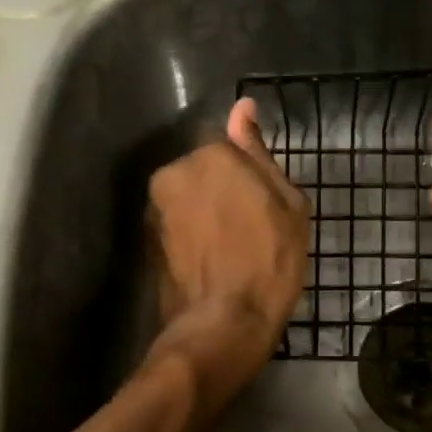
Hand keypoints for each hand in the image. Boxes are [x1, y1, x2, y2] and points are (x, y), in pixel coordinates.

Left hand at [146, 98, 309, 405]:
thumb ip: (259, 153)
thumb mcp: (287, 205)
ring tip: (229, 252)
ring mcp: (155, 207)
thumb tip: (242, 107)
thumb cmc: (269, 263)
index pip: (232, 150)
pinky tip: (210, 263)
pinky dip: (190, 237)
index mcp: (212, 155)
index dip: (250, 180)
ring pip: (189, 199)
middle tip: (249, 231)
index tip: (263, 208)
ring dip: (205, 215)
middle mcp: (174, 171)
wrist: (222, 324)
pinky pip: (176, 226)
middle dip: (222, 193)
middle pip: (205, 172)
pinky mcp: (145, 238)